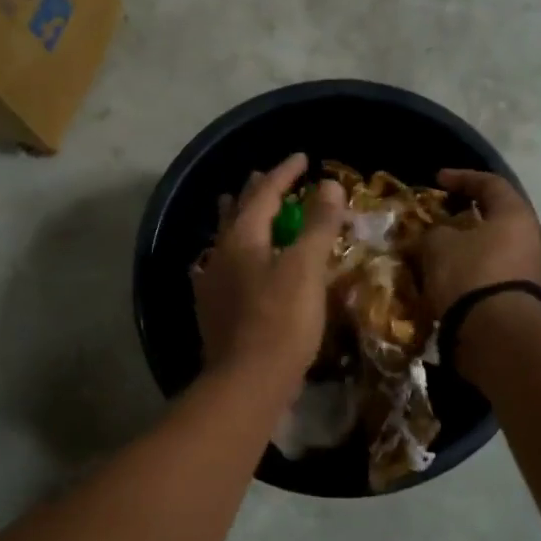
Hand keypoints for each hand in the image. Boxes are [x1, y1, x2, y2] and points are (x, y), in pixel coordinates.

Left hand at [193, 154, 347, 391]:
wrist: (247, 383)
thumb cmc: (282, 321)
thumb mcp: (306, 268)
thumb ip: (317, 224)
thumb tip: (328, 184)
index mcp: (243, 238)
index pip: (264, 193)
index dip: (284, 173)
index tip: (302, 158)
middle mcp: (221, 254)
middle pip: (237, 212)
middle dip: (255, 192)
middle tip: (267, 177)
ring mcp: (212, 284)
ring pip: (226, 239)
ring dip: (237, 219)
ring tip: (239, 206)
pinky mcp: (213, 311)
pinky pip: (221, 268)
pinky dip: (233, 255)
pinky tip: (229, 265)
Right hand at [422, 169, 540, 317]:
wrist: (496, 334)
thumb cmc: (470, 275)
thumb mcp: (439, 244)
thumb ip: (434, 231)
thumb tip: (435, 235)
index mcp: (515, 215)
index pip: (490, 184)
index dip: (462, 178)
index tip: (438, 180)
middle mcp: (529, 238)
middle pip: (494, 217)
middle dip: (463, 215)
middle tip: (438, 216)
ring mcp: (528, 269)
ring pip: (491, 247)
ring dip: (464, 245)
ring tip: (436, 249)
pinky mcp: (518, 296)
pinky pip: (490, 271)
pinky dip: (468, 268)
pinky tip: (446, 275)